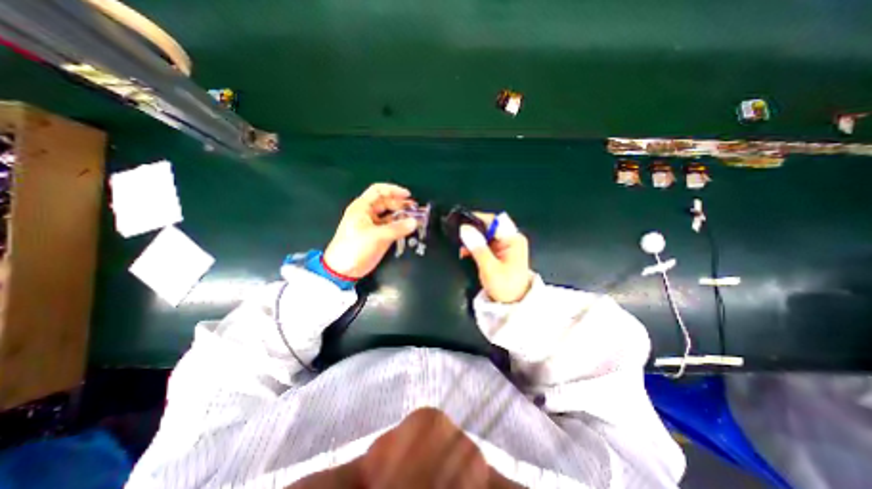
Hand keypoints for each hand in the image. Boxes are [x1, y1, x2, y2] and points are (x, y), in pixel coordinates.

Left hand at [322, 184, 418, 278]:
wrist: (343, 270)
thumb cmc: (354, 248)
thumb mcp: (376, 236)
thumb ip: (397, 228)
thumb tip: (414, 222)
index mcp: (362, 207)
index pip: (378, 191)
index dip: (393, 190)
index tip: (407, 195)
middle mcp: (368, 214)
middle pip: (387, 203)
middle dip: (401, 204)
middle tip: (415, 209)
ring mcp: (373, 225)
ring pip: (390, 216)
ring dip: (402, 216)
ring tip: (415, 218)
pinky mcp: (378, 236)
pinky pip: (391, 227)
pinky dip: (400, 227)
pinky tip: (409, 228)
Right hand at [457, 212, 531, 303]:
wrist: (513, 303)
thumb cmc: (505, 286)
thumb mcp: (489, 267)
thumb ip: (477, 247)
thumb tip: (465, 228)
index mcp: (513, 239)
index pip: (494, 220)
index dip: (477, 219)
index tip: (461, 224)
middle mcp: (510, 238)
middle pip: (489, 226)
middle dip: (473, 230)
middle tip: (458, 236)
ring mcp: (505, 245)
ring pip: (485, 234)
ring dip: (473, 239)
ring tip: (461, 247)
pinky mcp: (499, 251)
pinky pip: (485, 242)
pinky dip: (475, 246)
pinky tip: (466, 252)